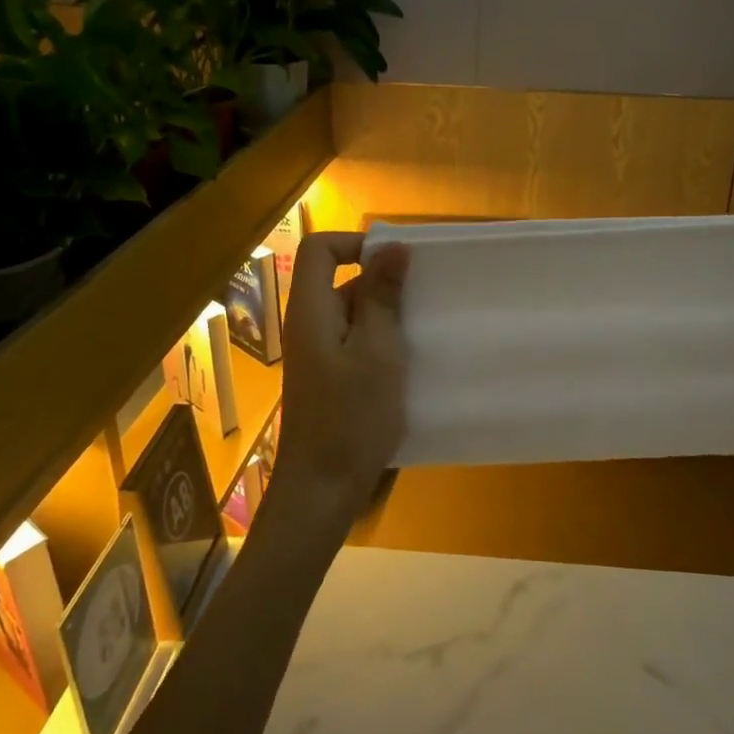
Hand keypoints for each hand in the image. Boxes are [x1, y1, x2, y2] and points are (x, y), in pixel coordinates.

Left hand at [270, 231, 410, 537]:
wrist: (322, 489)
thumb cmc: (351, 417)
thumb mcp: (377, 351)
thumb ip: (382, 297)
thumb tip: (391, 246)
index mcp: (311, 310)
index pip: (319, 249)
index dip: (355, 243)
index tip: (397, 264)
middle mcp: (309, 325)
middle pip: (339, 280)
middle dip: (382, 284)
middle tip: (424, 301)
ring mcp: (318, 354)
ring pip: (352, 314)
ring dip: (386, 317)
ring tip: (424, 333)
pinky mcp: (330, 378)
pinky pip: (355, 343)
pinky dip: (381, 344)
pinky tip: (410, 364)